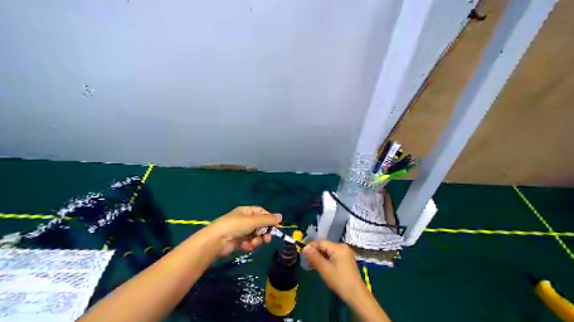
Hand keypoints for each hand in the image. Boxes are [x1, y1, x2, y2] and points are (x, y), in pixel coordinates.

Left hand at [211, 207, 281, 256]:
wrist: (217, 241)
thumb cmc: (235, 226)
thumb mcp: (253, 221)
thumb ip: (267, 220)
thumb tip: (281, 216)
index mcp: (246, 211)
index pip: (262, 212)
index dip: (269, 218)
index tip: (276, 226)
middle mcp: (244, 220)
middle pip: (260, 225)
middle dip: (264, 232)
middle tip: (267, 239)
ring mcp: (241, 231)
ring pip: (255, 235)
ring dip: (257, 240)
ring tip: (254, 243)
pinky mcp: (238, 242)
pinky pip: (249, 243)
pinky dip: (249, 245)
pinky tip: (245, 246)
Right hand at [301, 242, 364, 301]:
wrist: (356, 295)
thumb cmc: (339, 281)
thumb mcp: (324, 269)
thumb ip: (314, 256)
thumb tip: (304, 247)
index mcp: (338, 247)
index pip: (321, 242)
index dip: (311, 246)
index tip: (302, 254)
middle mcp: (343, 247)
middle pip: (325, 246)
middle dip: (315, 252)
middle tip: (306, 261)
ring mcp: (346, 253)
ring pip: (329, 251)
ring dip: (320, 257)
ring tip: (312, 265)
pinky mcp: (347, 260)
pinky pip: (334, 256)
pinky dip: (327, 260)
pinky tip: (322, 267)